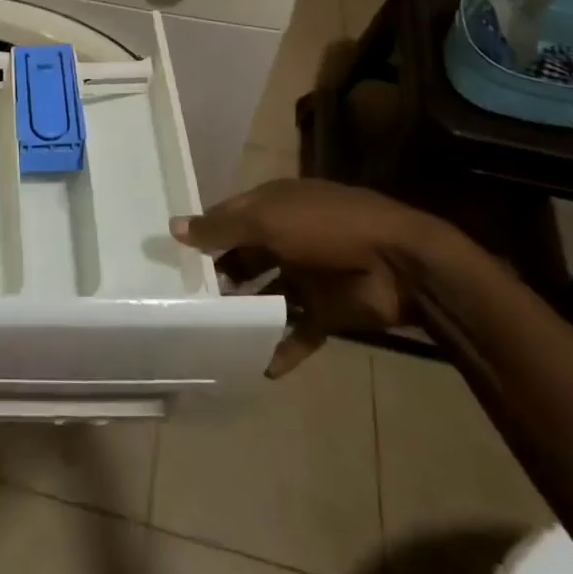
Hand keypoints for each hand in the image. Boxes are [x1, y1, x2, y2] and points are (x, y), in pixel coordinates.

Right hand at [171, 179, 443, 376]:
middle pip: (245, 256)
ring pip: (267, 295)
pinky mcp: (326, 311)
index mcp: (273, 206)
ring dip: (245, 312)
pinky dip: (281, 349)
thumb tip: (173, 227)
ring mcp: (307, 275)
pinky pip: (297, 333)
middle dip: (220, 276)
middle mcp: (286, 237)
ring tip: (213, 333)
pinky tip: (259, 367)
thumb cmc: (325, 228)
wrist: (400, 263)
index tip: (172, 255)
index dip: (203, 233)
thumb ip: (221, 229)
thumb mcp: (267, 221)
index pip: (229, 217)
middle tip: (187, 300)